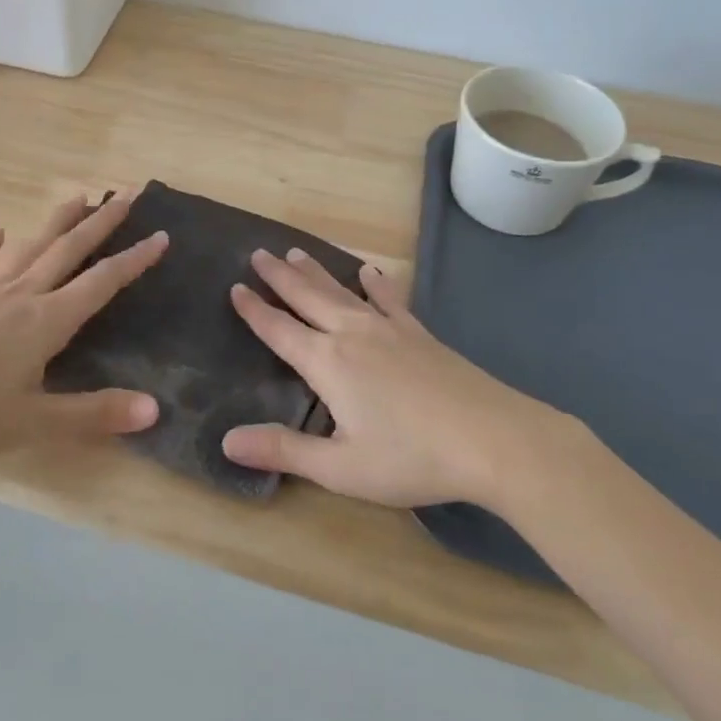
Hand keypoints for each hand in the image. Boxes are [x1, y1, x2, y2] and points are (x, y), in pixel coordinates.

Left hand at [0, 192, 167, 457]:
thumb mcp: (37, 422)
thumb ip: (95, 414)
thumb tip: (155, 409)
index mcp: (47, 320)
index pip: (102, 282)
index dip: (134, 260)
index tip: (161, 235)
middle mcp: (22, 296)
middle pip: (69, 250)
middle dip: (101, 223)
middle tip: (127, 195)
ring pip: (31, 249)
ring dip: (57, 223)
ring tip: (78, 197)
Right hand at [220, 248, 572, 509]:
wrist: (493, 439)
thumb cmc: (412, 458)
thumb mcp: (341, 468)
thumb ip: (283, 450)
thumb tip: (227, 441)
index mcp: (327, 363)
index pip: (279, 329)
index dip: (254, 310)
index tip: (235, 287)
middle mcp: (352, 334)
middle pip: (307, 297)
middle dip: (280, 276)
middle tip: (258, 253)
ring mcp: (388, 329)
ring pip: (341, 290)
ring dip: (316, 271)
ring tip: (296, 252)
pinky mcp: (418, 333)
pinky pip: (388, 298)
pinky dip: (375, 283)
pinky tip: (370, 271)